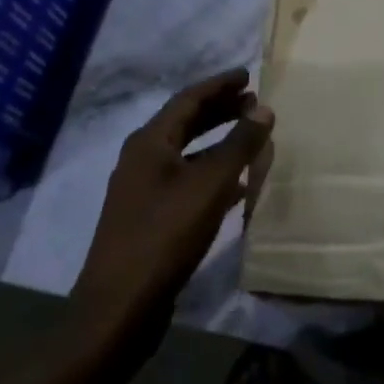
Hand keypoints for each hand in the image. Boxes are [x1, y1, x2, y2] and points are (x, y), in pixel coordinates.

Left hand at [74, 69, 274, 331]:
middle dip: (220, 110)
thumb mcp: (210, 184)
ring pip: (187, 153)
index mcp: (149, 142)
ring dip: (218, 141)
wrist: (120, 307)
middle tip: (253, 102)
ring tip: (251, 136)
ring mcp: (142, 190)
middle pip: (185, 122)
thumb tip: (264, 108)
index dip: (220, 85)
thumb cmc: (165, 235)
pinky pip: (186, 180)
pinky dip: (212, 173)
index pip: (188, 99)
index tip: (248, 75)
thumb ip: (239, 144)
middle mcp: (141, 159)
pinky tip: (238, 185)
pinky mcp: (149, 218)